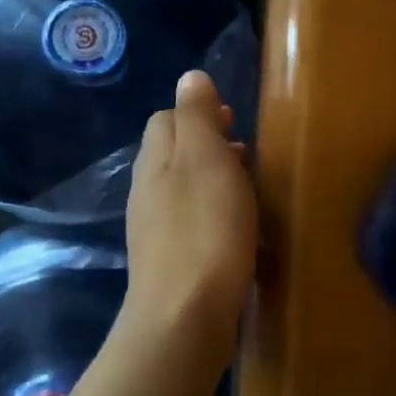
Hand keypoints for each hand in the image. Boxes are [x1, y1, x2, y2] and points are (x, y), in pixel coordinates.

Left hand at [123, 70, 257, 372]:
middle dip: (208, 146)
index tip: (234, 122)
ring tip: (248, 190)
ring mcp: (154, 229)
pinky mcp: (168, 263)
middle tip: (247, 155)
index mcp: (155, 160)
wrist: (184, 318)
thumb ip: (196, 116)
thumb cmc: (204, 229)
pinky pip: (190, 222)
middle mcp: (147, 190)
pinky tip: (236, 230)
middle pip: (173, 153)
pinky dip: (212, 214)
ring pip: (183, 188)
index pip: (167, 118)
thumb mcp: (206, 159)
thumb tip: (190, 77)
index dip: (199, 113)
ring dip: (212, 180)